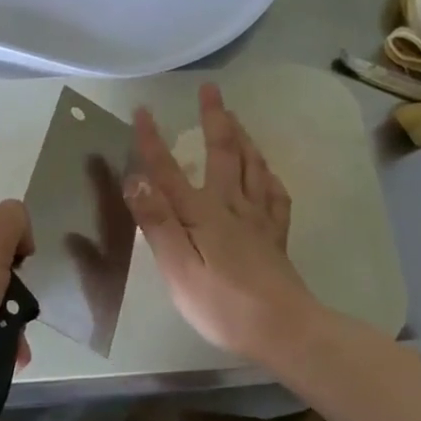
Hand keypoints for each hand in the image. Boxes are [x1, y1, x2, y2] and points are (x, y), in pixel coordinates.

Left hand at [0, 201, 32, 386]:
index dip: (20, 246)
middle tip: (20, 311)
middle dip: (20, 293)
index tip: (20, 270)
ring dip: (13, 324)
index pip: (7, 224)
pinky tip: (6, 356)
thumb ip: (12, 220)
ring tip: (16, 347)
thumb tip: (19, 238)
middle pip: (4, 266)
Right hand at [125, 84, 317, 366]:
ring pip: (252, 166)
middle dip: (214, 120)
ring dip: (242, 137)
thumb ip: (157, 223)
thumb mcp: (178, 268)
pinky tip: (266, 171)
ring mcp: (258, 220)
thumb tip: (135, 179)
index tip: (141, 110)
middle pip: (222, 154)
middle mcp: (231, 207)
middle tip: (211, 89)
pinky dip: (267, 174)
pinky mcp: (275, 237)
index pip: (169, 170)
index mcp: (202, 214)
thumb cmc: (222, 305)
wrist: (284, 330)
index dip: (152, 141)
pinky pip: (274, 194)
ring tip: (236, 118)